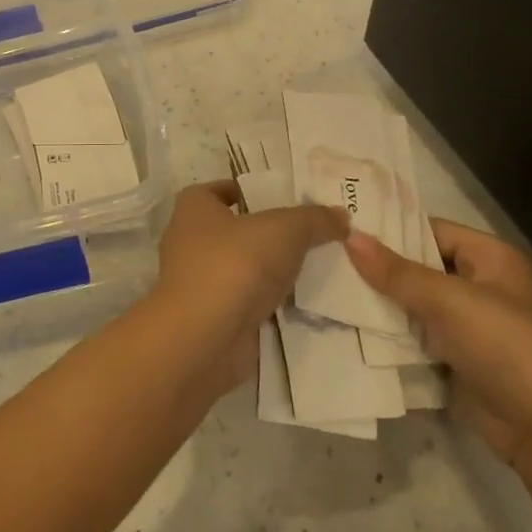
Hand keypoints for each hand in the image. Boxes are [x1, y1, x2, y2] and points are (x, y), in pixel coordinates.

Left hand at [137, 181, 346, 391]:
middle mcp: (189, 244)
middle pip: (233, 231)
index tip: (279, 197)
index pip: (216, 191)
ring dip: (270, 271)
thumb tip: (342, 216)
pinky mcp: (213, 320)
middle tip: (309, 232)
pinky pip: (247, 304)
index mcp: (194, 210)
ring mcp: (199, 285)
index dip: (244, 191)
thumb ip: (315, 219)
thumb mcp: (285, 229)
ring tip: (314, 267)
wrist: (205, 340)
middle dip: (267, 233)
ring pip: (242, 270)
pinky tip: (303, 304)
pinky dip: (270, 304)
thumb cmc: (235, 265)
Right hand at [344, 220, 531, 481]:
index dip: (393, 231)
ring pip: (416, 306)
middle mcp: (482, 286)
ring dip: (383, 305)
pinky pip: (418, 339)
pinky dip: (392, 337)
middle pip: (422, 269)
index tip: (346, 229)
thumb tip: (350, 237)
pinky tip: (352, 329)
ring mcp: (471, 326)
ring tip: (331, 290)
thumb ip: (396, 272)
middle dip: (381, 270)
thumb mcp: (448, 300)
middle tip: (330, 260)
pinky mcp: (459, 360)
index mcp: (492, 259)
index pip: (433, 231)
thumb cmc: (503, 345)